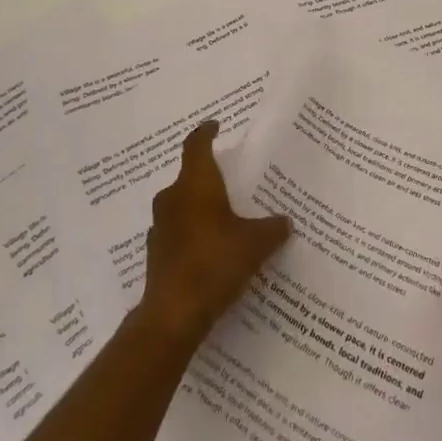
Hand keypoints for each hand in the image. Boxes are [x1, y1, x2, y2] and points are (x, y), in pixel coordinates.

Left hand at [136, 120, 290, 345]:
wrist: (173, 314)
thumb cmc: (215, 262)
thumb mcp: (256, 243)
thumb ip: (272, 228)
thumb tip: (286, 222)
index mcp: (196, 184)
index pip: (197, 145)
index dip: (206, 133)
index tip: (216, 126)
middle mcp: (173, 198)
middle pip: (189, 176)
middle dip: (208, 177)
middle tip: (231, 180)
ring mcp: (160, 227)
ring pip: (181, 205)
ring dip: (199, 207)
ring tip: (224, 217)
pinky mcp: (156, 254)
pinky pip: (177, 232)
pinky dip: (192, 234)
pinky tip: (210, 250)